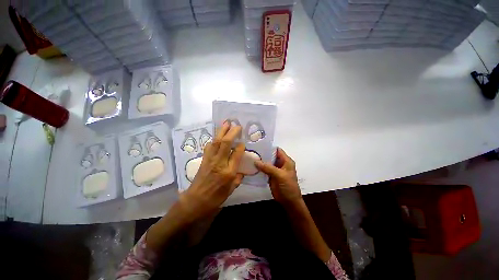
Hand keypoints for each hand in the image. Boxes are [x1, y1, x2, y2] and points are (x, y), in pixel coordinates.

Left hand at [179, 121, 244, 222]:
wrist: (195, 201)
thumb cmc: (215, 198)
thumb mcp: (231, 190)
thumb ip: (238, 178)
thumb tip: (242, 171)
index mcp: (228, 172)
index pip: (236, 154)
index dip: (240, 146)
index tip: (243, 141)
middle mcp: (219, 163)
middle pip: (225, 144)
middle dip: (231, 132)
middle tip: (236, 125)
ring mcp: (210, 160)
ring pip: (216, 142)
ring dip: (221, 131)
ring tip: (226, 123)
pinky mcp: (203, 160)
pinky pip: (209, 146)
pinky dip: (214, 139)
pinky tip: (217, 136)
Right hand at [255, 148, 301, 205]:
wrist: (289, 201)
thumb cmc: (288, 186)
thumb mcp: (279, 175)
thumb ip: (268, 168)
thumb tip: (255, 161)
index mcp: (286, 161)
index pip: (277, 150)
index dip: (269, 147)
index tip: (259, 145)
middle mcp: (280, 164)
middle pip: (271, 156)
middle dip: (263, 154)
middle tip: (252, 151)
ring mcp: (275, 170)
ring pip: (267, 163)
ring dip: (260, 161)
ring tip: (250, 157)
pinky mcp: (271, 176)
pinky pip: (264, 170)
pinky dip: (259, 168)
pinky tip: (252, 166)